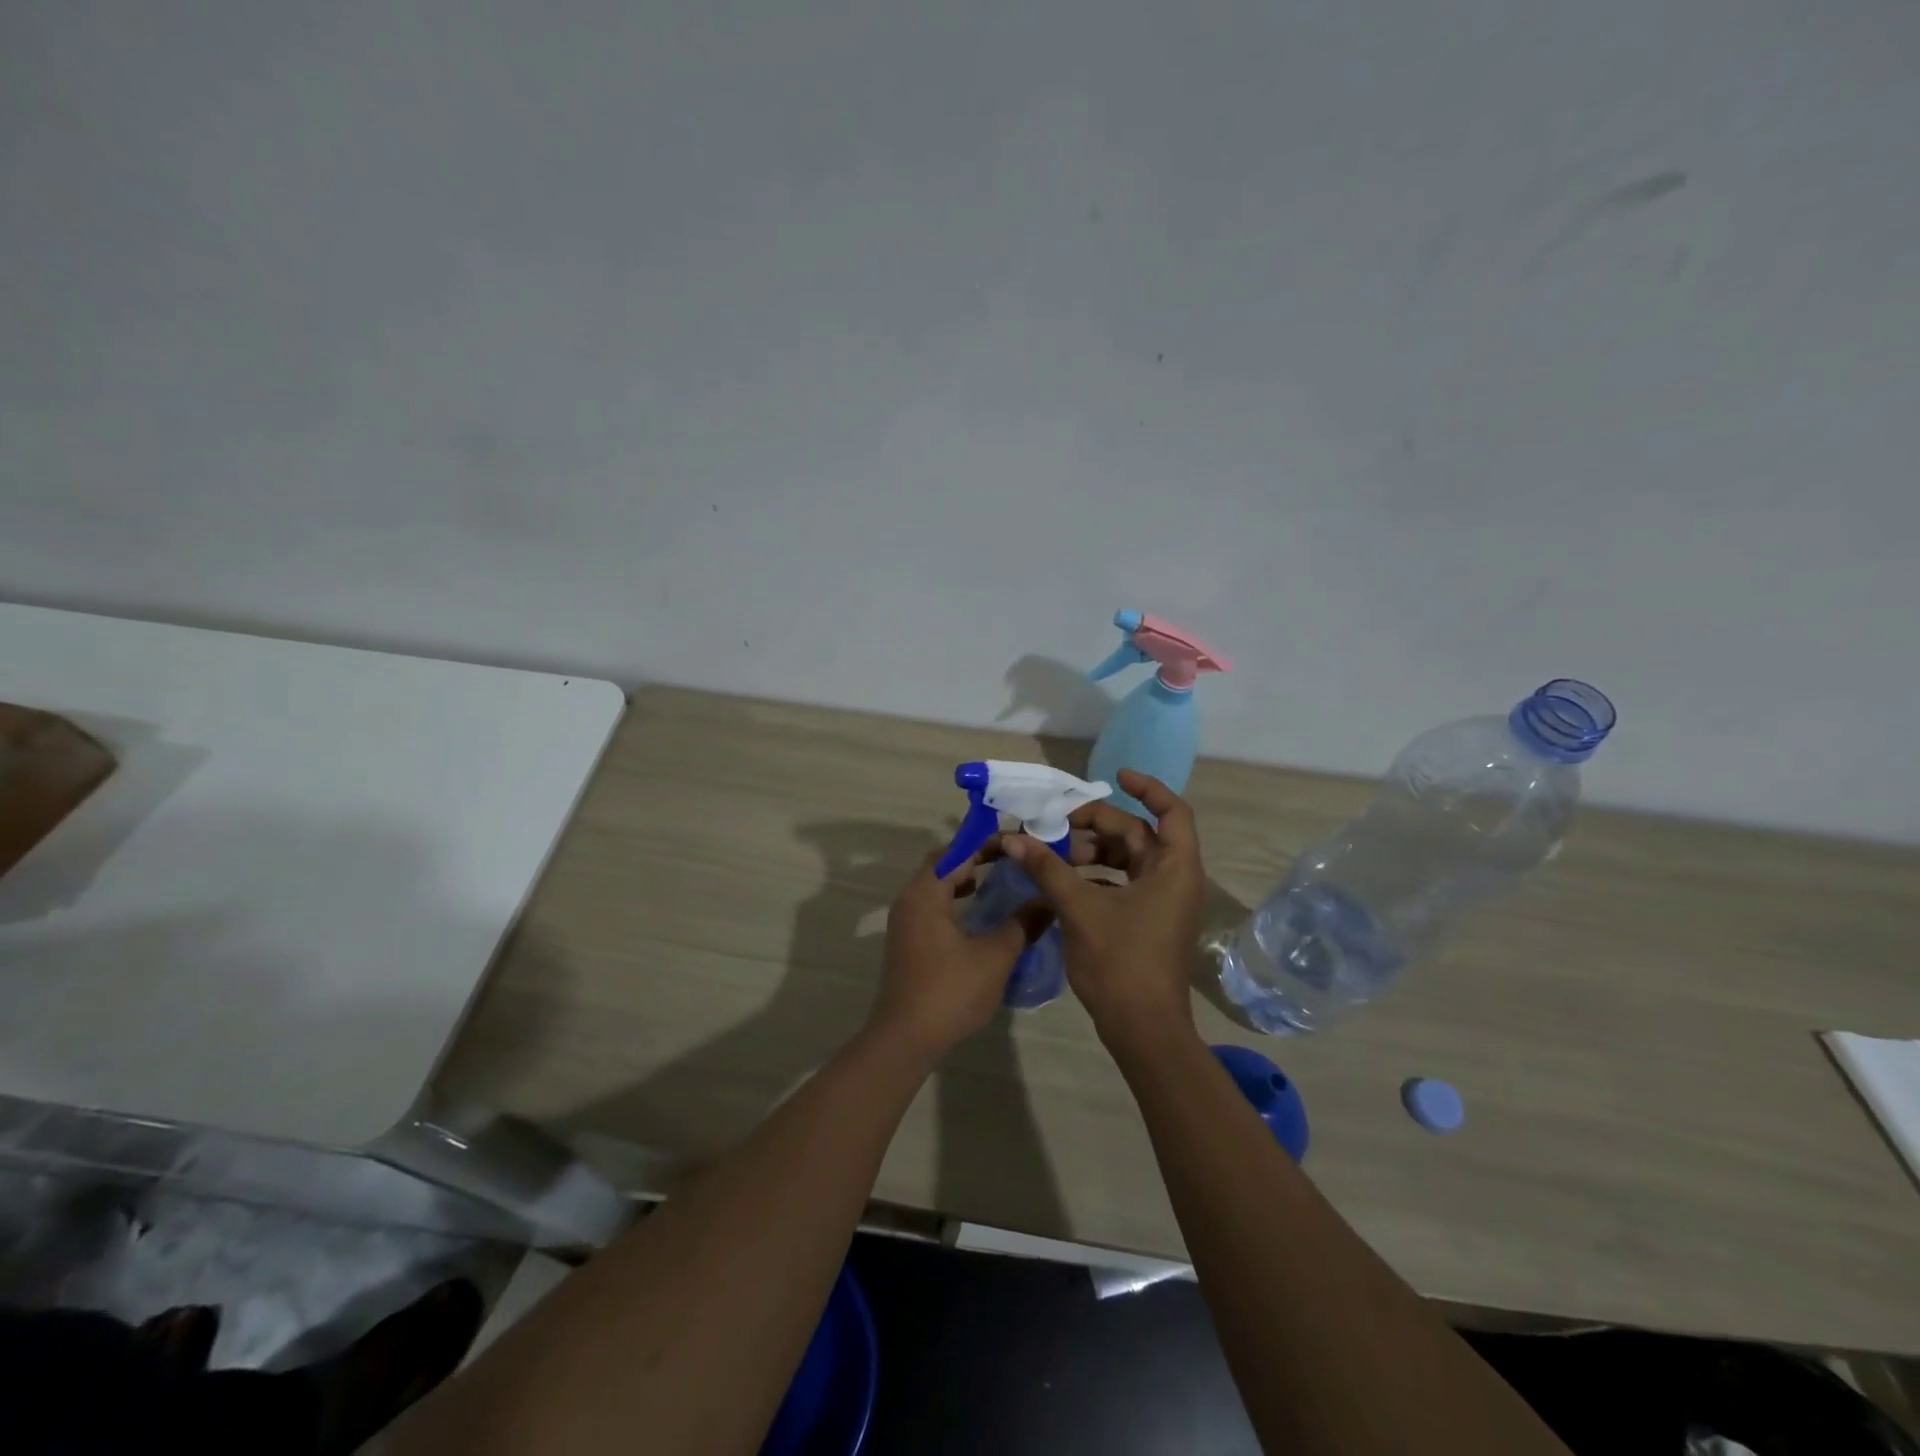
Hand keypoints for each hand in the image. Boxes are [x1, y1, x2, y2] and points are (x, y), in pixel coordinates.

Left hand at [866, 850, 1047, 1061]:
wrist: (905, 1039)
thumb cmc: (950, 991)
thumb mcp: (995, 956)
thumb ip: (1022, 924)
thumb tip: (1048, 901)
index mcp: (925, 893)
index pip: (956, 851)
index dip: (986, 843)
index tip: (1016, 842)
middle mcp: (909, 900)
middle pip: (944, 865)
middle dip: (977, 858)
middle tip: (1012, 859)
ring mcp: (905, 922)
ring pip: (937, 886)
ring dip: (965, 880)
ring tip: (999, 880)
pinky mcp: (907, 942)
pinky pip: (933, 906)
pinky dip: (955, 900)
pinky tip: (979, 914)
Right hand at [1001, 769, 1203, 1051]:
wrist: (1143, 1030)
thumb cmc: (1121, 962)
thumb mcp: (1080, 909)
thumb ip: (1048, 868)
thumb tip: (1013, 838)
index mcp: (1174, 868)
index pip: (1171, 811)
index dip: (1147, 788)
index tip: (1114, 776)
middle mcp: (1174, 879)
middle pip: (1138, 834)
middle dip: (1097, 826)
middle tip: (1055, 824)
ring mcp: (1162, 902)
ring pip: (1127, 860)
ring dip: (1092, 852)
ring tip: (1053, 854)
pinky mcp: (1147, 921)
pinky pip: (1122, 883)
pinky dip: (1095, 876)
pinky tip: (1062, 881)